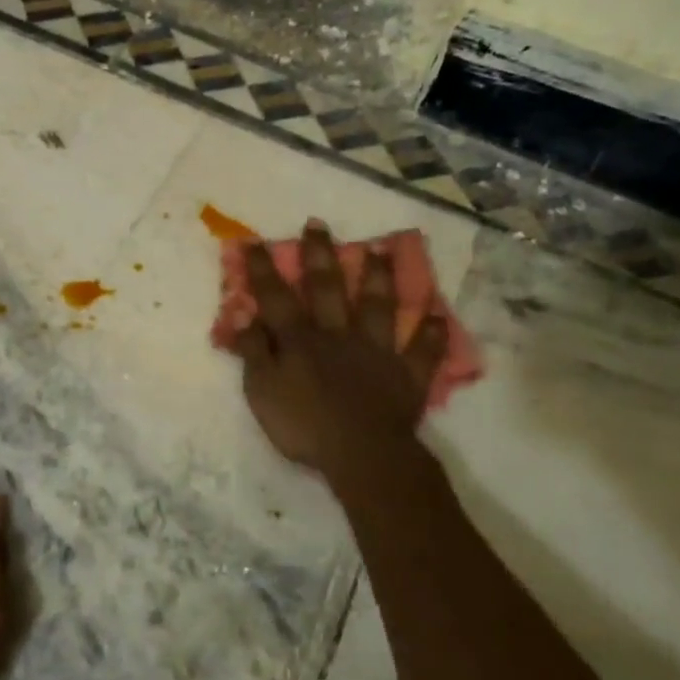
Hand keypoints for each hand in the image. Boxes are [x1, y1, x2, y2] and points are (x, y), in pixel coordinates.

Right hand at [235, 222, 447, 481]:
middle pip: (328, 289)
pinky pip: (423, 350)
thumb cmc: (304, 425)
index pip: (276, 297)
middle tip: (318, 225)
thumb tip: (242, 313)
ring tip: (381, 250)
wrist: (361, 453)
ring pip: (378, 307)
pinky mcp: (406, 374)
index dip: (262, 269)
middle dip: (320, 256)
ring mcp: (377, 351)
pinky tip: (438, 315)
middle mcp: (339, 335)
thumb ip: (254, 351)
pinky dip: (432, 334)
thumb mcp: (262, 391)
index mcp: (301, 340)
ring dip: (379, 278)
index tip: (254, 240)